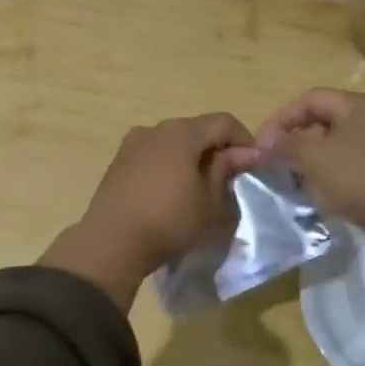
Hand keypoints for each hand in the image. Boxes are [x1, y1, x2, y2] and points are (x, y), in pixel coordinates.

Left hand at [42, 113, 260, 309]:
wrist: (111, 243)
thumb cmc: (168, 220)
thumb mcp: (209, 201)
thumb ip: (226, 170)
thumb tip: (245, 153)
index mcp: (181, 132)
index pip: (224, 122)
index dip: (244, 140)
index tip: (254, 165)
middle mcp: (155, 128)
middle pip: (197, 129)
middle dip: (217, 148)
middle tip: (230, 178)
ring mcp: (132, 143)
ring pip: (173, 142)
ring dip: (192, 157)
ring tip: (201, 187)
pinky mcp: (118, 162)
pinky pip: (154, 155)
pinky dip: (170, 165)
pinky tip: (172, 191)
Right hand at [253, 88, 364, 305]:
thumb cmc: (361, 177)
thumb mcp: (314, 158)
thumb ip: (285, 146)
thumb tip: (265, 144)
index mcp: (359, 104)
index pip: (309, 99)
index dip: (280, 119)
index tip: (261, 145)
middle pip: (324, 122)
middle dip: (296, 142)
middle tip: (276, 164)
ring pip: (338, 146)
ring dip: (313, 162)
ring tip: (295, 182)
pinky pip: (354, 167)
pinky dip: (333, 177)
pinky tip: (323, 196)